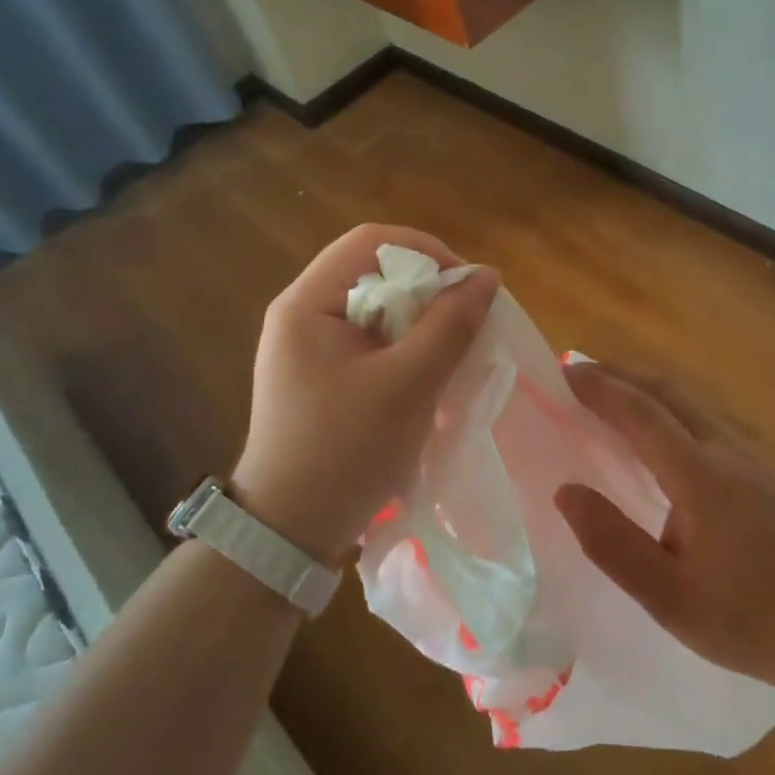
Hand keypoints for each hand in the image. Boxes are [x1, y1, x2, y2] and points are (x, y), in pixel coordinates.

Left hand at [230, 225, 498, 560]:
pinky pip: (371, 338)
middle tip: (464, 321)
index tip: (465, 285)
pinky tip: (428, 373)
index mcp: (306, 303)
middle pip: (374, 271)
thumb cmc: (345, 452)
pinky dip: (404, 345)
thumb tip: (487, 276)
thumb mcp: (408, 386)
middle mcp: (302, 313)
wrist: (288, 533)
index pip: (370, 241)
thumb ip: (450, 326)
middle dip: (426, 289)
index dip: (425, 250)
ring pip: (377, 306)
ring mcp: (309, 345)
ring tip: (452, 349)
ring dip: (419, 320)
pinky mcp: (321, 373)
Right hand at [555, 364, 774, 696]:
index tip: (564, 373)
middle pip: (668, 393)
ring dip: (645, 390)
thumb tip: (565, 492)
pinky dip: (666, 410)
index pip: (642, 414)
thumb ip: (613, 544)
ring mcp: (747, 458)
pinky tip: (656, 437)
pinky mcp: (759, 472)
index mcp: (700, 476)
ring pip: (688, 403)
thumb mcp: (669, 598)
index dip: (602, 389)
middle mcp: (725, 451)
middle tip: (579, 375)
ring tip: (609, 397)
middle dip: (621, 376)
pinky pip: (702, 421)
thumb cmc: (747, 619)